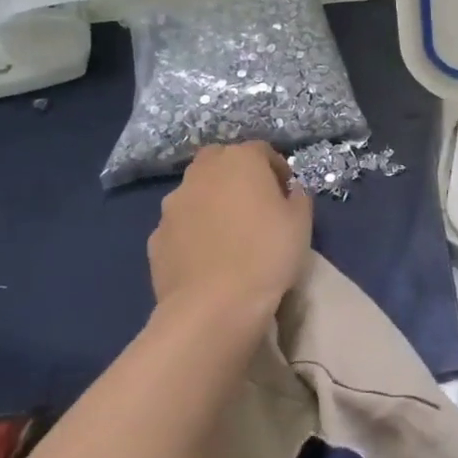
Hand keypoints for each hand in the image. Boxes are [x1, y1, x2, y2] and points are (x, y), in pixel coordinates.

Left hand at [148, 143, 313, 324]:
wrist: (213, 307)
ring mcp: (173, 204)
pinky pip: (180, 225)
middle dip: (236, 175)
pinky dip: (192, 232)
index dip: (276, 168)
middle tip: (253, 204)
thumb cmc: (266, 255)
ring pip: (195, 191)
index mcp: (239, 160)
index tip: (286, 192)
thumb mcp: (301, 223)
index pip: (261, 150)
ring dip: (211, 201)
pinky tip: (206, 257)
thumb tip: (291, 192)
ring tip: (227, 233)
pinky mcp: (156, 236)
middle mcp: (201, 173)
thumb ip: (298, 198)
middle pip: (220, 161)